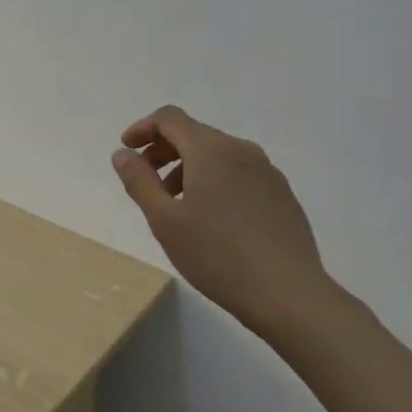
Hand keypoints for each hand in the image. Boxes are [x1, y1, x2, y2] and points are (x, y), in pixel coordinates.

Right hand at [112, 105, 331, 338]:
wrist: (289, 294)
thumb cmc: (217, 255)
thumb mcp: (165, 221)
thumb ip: (139, 181)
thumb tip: (122, 154)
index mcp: (210, 149)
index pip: (170, 118)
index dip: (143, 128)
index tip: (127, 151)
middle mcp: (241, 149)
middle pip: (194, 134)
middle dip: (164, 151)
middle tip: (146, 182)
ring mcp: (267, 171)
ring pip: (218, 155)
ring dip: (189, 168)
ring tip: (178, 206)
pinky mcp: (282, 194)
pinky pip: (240, 173)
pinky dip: (216, 181)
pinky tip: (214, 220)